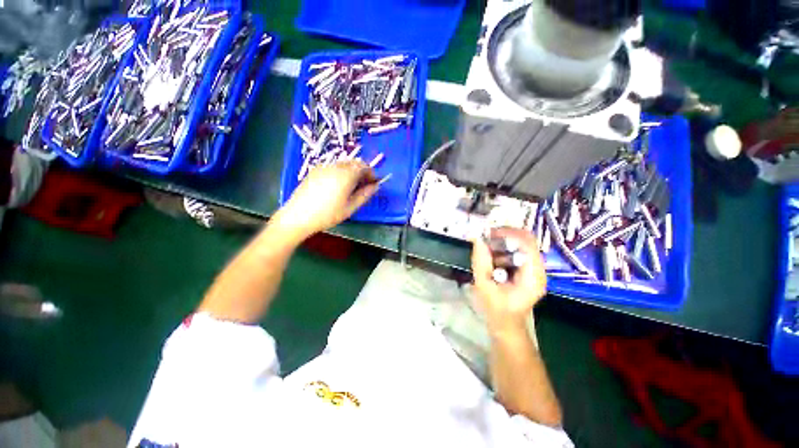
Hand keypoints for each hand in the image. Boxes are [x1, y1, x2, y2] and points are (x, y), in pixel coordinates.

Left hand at [274, 161, 378, 241]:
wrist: (298, 216)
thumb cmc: (328, 214)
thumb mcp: (350, 207)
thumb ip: (365, 195)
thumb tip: (375, 186)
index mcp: (346, 175)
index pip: (364, 166)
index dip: (371, 173)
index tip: (373, 183)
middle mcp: (335, 166)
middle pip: (353, 163)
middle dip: (361, 172)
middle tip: (363, 186)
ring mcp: (323, 167)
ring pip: (343, 164)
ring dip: (351, 172)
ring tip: (350, 188)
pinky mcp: (314, 170)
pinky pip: (332, 167)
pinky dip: (340, 172)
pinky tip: (336, 187)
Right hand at [471, 228, 546, 331]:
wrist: (506, 324)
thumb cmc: (496, 309)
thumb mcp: (484, 286)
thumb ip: (481, 262)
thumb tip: (477, 239)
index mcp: (533, 276)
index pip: (526, 244)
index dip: (507, 233)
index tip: (487, 233)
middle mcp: (539, 269)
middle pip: (527, 240)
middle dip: (504, 235)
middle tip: (485, 237)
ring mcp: (535, 269)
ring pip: (522, 243)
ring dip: (503, 242)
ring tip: (487, 248)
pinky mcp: (529, 269)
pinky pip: (518, 250)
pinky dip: (504, 248)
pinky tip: (493, 256)